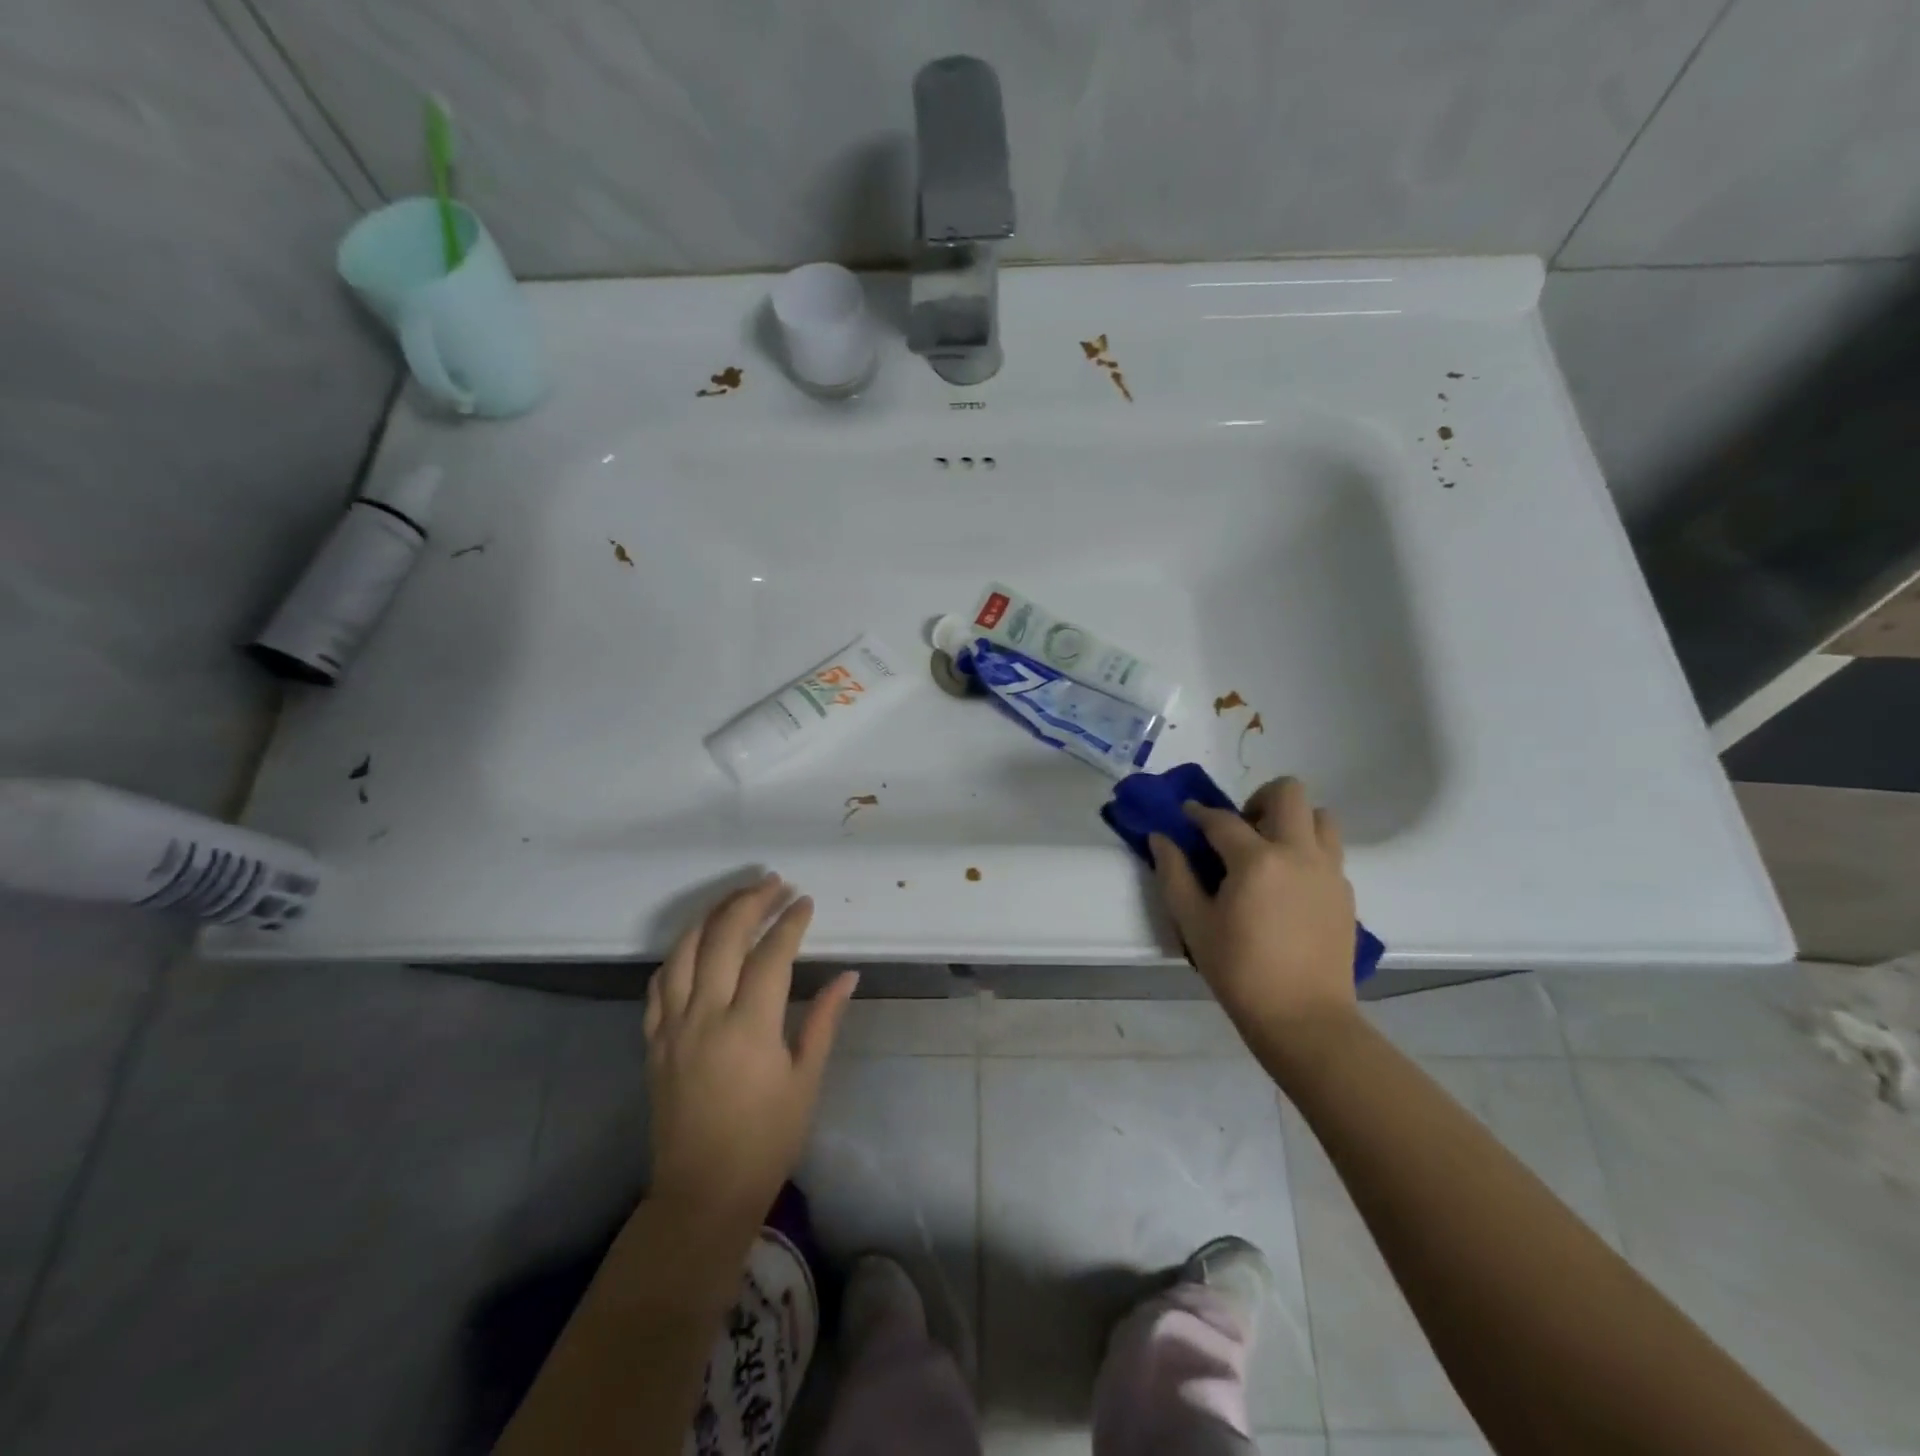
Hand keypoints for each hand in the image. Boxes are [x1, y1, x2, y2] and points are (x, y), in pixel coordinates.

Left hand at [644, 873, 856, 1224]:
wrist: (702, 1193)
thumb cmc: (766, 1140)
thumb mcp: (805, 1080)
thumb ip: (823, 1020)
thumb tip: (848, 975)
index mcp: (749, 1026)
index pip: (771, 953)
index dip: (791, 922)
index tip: (806, 901)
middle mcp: (705, 1015)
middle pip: (723, 937)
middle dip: (750, 902)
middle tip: (774, 883)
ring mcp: (672, 1026)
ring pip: (684, 950)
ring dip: (710, 915)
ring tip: (735, 897)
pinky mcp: (653, 1041)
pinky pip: (659, 983)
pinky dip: (678, 953)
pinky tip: (694, 944)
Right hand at [1150, 777, 1358, 1035]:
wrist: (1304, 1019)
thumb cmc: (1240, 971)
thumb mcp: (1193, 923)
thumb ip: (1174, 874)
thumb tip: (1160, 838)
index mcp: (1257, 860)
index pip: (1222, 819)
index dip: (1198, 814)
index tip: (1185, 816)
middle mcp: (1299, 853)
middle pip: (1288, 792)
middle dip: (1258, 799)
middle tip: (1239, 831)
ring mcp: (1329, 871)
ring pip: (1320, 817)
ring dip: (1292, 821)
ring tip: (1269, 852)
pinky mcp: (1345, 893)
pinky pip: (1329, 852)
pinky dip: (1307, 852)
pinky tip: (1287, 886)